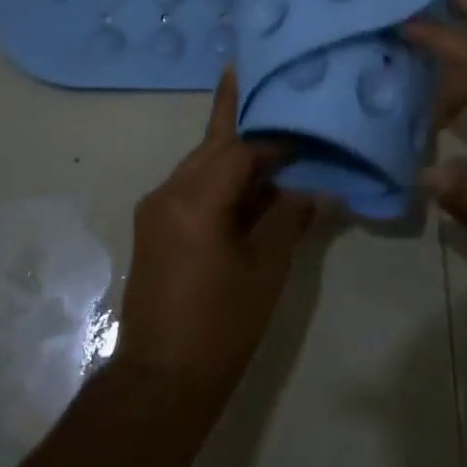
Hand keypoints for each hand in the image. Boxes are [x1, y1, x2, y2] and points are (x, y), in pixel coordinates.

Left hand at [116, 68, 322, 400]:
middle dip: (245, 122)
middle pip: (214, 145)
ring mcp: (156, 209)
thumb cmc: (221, 325)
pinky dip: (221, 178)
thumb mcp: (265, 268)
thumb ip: (288, 218)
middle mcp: (168, 192)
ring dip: (234, 152)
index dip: (275, 138)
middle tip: (269, 86)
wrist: (161, 380)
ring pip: (201, 163)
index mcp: (195, 199)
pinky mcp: (155, 227)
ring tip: (269, 129)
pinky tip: (249, 181)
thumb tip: (312, 189)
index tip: (301, 123)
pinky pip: (192, 186)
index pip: (240, 148)